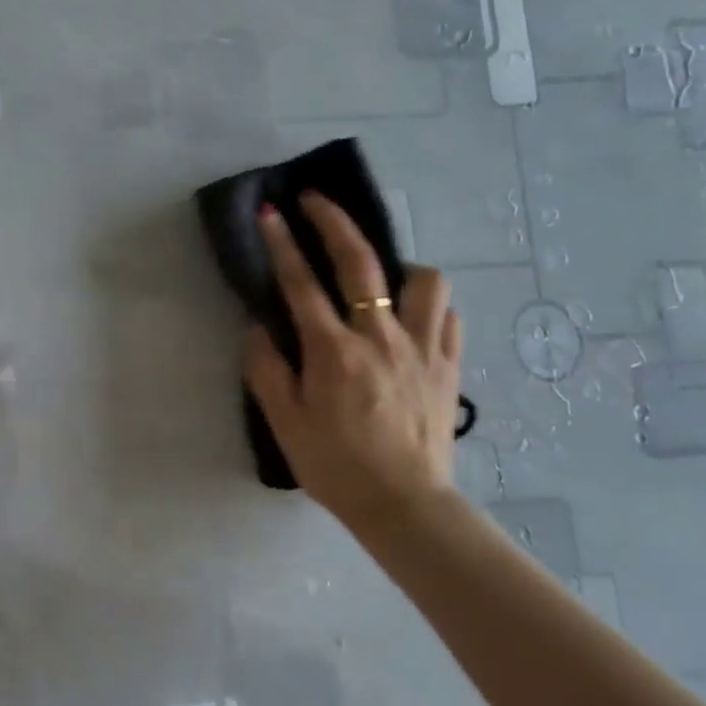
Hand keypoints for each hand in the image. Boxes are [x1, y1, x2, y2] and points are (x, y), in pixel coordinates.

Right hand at [243, 194, 463, 533]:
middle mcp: (381, 337)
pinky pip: (448, 316)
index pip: (301, 284)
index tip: (272, 212)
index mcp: (334, 352)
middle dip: (335, 222)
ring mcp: (423, 348)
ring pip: (424, 280)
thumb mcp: (285, 423)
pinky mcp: (449, 366)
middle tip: (316, 200)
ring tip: (381, 278)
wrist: (404, 504)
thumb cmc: (335, 466)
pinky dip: (429, 306)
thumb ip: (267, 370)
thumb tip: (256, 328)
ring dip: (399, 266)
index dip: (283, 243)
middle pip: (360, 262)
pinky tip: (413, 317)